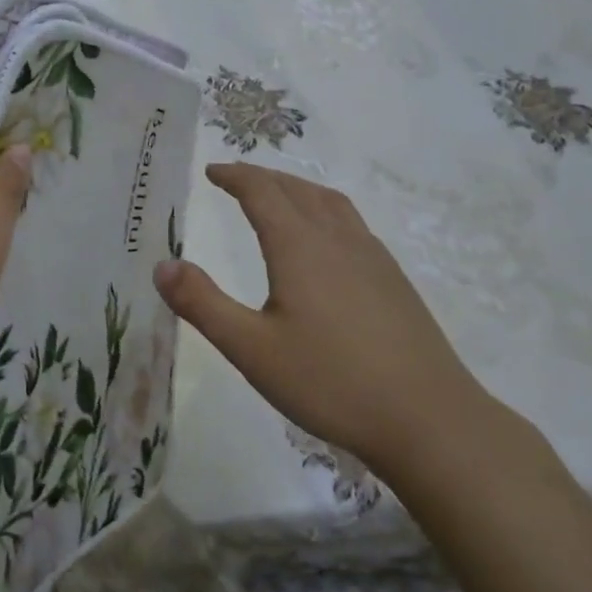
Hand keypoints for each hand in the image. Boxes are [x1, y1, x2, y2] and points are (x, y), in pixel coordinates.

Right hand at [152, 162, 491, 475]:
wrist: (430, 420)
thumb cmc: (331, 382)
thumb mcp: (251, 349)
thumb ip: (202, 304)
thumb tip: (161, 265)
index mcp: (299, 246)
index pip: (262, 192)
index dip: (234, 176)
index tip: (212, 171)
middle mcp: (337, 240)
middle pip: (296, 189)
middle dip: (262, 177)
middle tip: (235, 178)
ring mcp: (373, 258)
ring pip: (330, 203)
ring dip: (297, 188)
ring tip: (279, 195)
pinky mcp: (394, 281)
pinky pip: (352, 224)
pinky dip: (325, 211)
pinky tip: (326, 242)